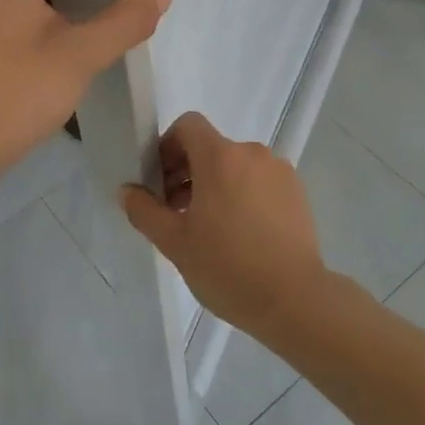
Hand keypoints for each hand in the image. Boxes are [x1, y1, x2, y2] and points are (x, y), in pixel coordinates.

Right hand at [119, 112, 329, 337]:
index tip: (160, 183)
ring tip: (209, 228)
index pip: (188, 126)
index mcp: (220, 157)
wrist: (294, 299)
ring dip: (215, 185)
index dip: (168, 147)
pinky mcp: (297, 192)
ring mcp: (279, 171)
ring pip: (236, 166)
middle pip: (211, 147)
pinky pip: (260, 181)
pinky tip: (241, 235)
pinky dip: (243, 195)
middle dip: (187, 171)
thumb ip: (145, 211)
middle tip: (176, 212)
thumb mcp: (175, 243)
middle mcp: (252, 153)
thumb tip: (127, 190)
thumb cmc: (227, 267)